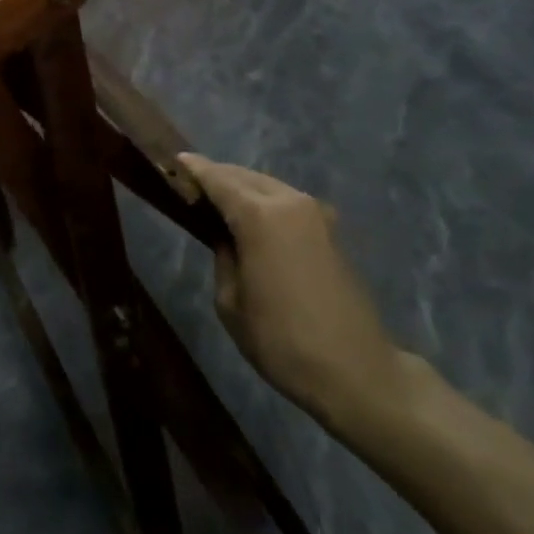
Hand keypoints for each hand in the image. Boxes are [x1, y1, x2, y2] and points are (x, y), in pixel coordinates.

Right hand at [180, 153, 419, 434]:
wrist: (358, 373)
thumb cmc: (283, 341)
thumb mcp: (230, 302)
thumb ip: (223, 257)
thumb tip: (227, 239)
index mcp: (260, 216)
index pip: (218, 179)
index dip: (194, 169)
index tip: (174, 160)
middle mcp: (289, 203)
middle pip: (244, 176)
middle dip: (218, 176)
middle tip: (191, 184)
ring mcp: (316, 215)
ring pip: (268, 186)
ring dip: (242, 188)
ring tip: (219, 201)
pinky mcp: (331, 231)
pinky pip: (286, 202)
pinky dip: (264, 201)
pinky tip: (252, 219)